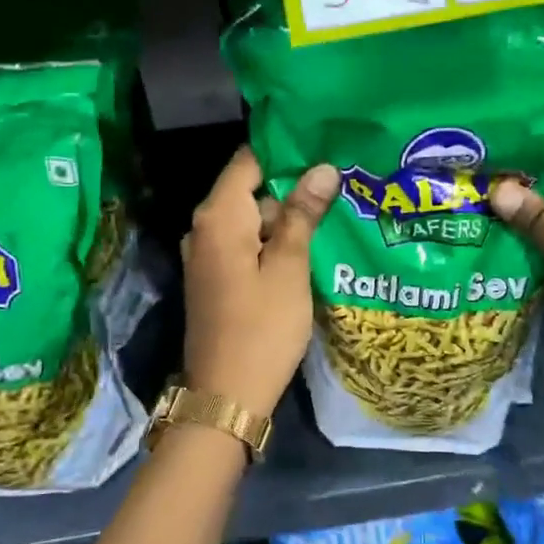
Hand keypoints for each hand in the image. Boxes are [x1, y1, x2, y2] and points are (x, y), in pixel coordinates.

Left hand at [181, 146, 339, 416]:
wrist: (226, 396)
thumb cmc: (262, 328)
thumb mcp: (289, 267)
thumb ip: (302, 214)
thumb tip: (322, 167)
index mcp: (218, 217)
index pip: (248, 160)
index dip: (285, 151)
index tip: (324, 147)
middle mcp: (203, 228)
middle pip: (250, 190)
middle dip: (291, 189)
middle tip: (340, 187)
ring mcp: (206, 255)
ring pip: (250, 220)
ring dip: (285, 219)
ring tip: (332, 216)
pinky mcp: (214, 278)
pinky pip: (244, 245)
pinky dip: (271, 243)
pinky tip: (306, 250)